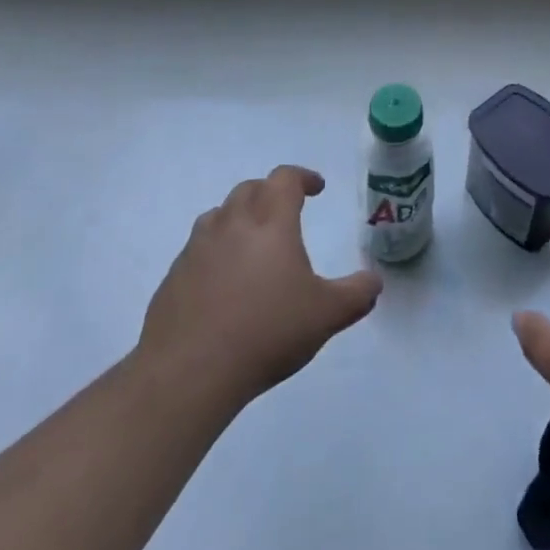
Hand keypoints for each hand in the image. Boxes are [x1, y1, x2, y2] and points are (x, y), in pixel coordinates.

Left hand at [138, 165, 381, 412]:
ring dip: (239, 217)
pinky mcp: (174, 276)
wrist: (188, 372)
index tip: (317, 188)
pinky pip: (198, 249)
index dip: (303, 177)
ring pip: (219, 214)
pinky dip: (214, 251)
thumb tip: (375, 280)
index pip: (285, 179)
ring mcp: (197, 248)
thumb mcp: (326, 315)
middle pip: (250, 189)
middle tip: (286, 212)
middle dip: (270, 193)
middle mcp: (232, 224)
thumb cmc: (266, 332)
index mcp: (270, 222)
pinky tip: (222, 283)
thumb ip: (356, 294)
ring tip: (252, 242)